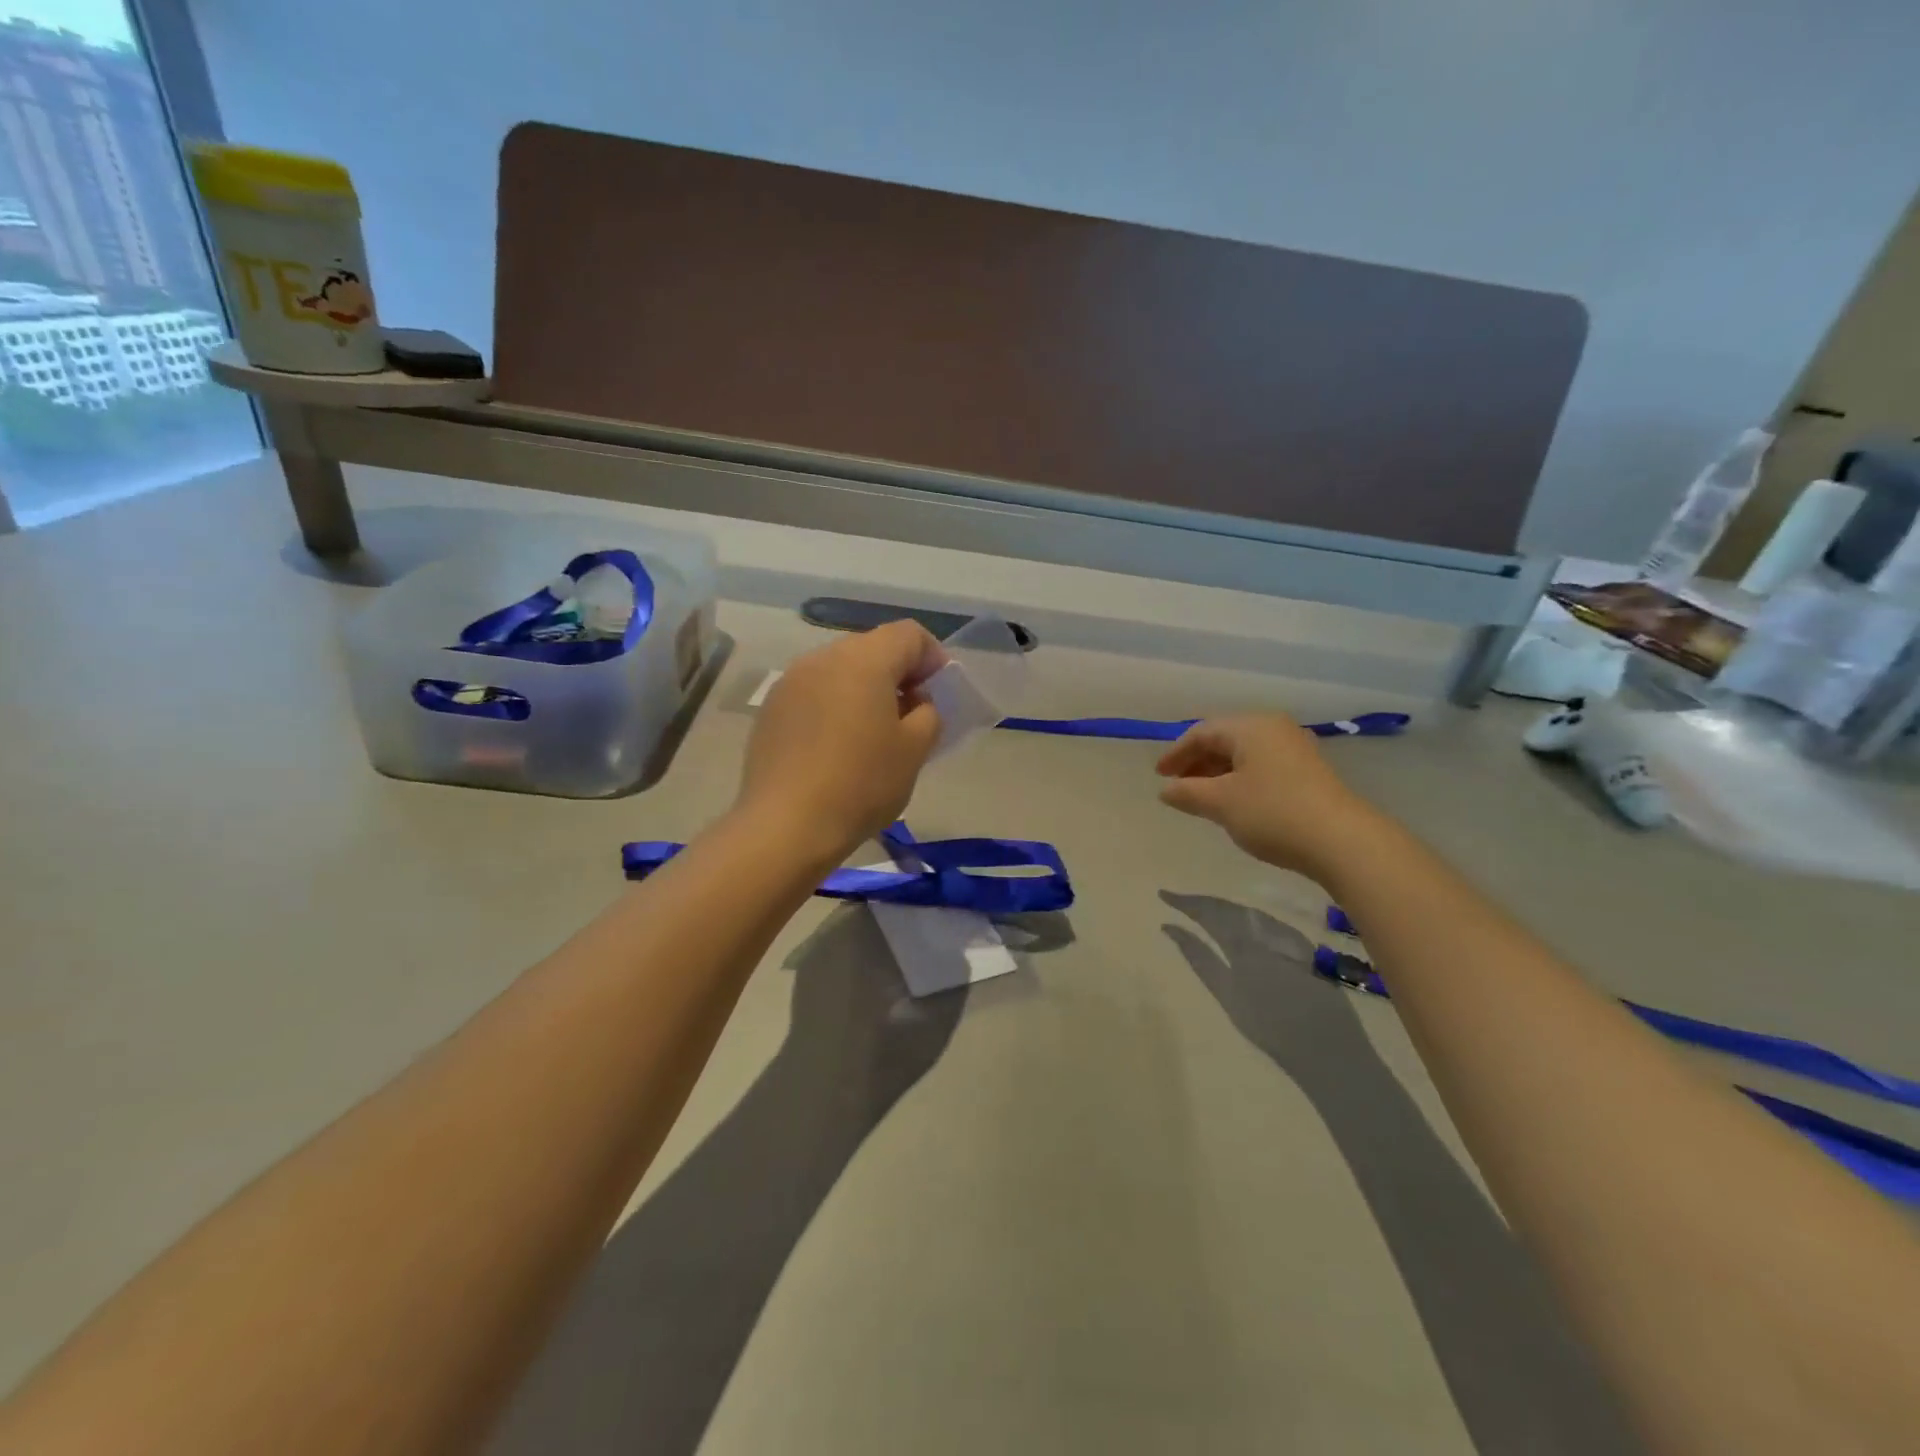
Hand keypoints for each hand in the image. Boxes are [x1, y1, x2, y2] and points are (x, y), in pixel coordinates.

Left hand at [736, 620, 943, 862]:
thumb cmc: (861, 784)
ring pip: (841, 670)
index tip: (939, 694)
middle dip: (898, 674)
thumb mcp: (915, 750)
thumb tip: (914, 702)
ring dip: (865, 690)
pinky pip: (815, 692)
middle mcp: (823, 658)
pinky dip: (835, 706)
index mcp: (864, 660)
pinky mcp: (772, 709)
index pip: (909, 634)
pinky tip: (837, 746)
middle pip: (872, 648)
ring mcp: (791, 681)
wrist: (786, 825)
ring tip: (873, 733)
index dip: (933, 658)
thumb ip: (928, 713)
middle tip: (911, 716)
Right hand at [1156, 713, 1379, 877]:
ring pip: (1244, 754)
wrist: (1342, 841)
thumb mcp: (1220, 803)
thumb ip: (1187, 793)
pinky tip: (1234, 802)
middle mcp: (1274, 729)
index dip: (1175, 753)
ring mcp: (1295, 749)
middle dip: (1196, 762)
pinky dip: (1240, 779)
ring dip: (1217, 772)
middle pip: (1224, 739)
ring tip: (1201, 797)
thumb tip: (1165, 790)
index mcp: (1250, 727)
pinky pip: (1262, 766)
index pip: (1202, 732)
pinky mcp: (1308, 772)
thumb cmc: (1272, 813)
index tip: (1159, 776)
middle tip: (1176, 786)